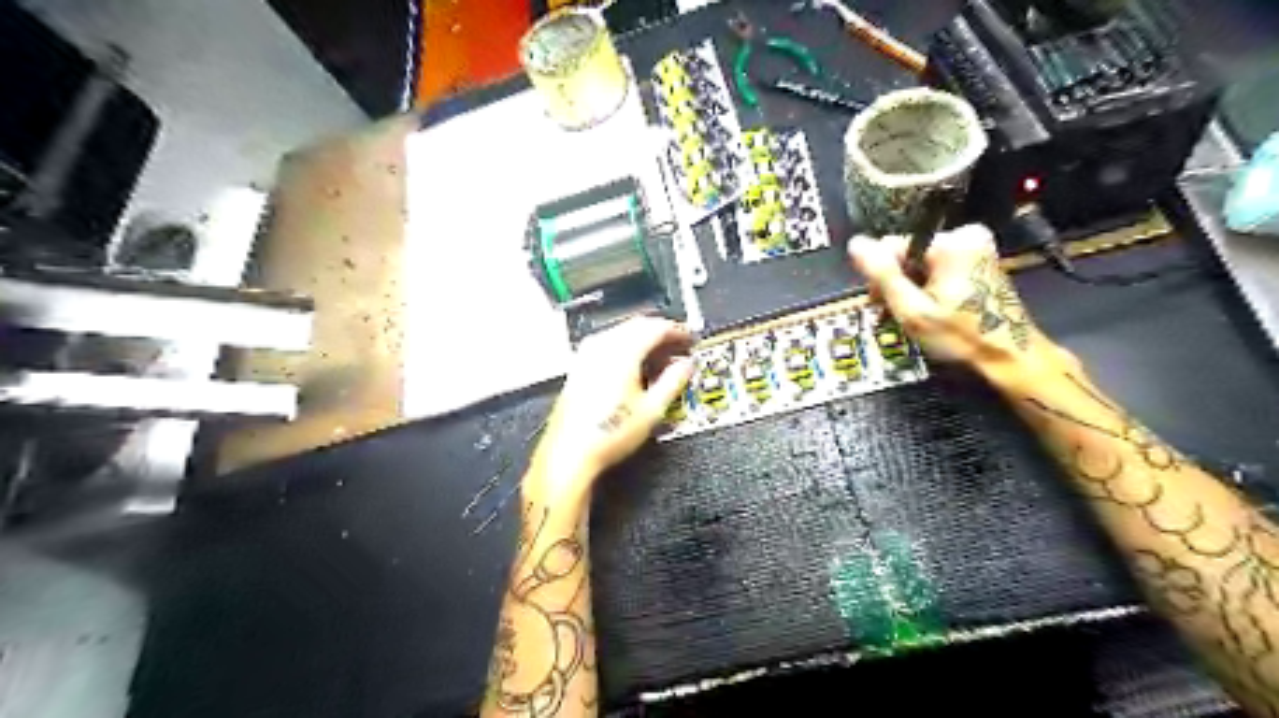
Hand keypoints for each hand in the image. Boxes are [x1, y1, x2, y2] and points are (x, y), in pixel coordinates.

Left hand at [528, 318, 694, 502]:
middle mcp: (601, 348)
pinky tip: (634, 368)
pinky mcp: (579, 367)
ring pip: (621, 333)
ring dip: (643, 340)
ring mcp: (586, 356)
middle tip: (677, 347)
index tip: (688, 338)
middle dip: (660, 333)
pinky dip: (626, 349)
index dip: (677, 330)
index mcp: (622, 352)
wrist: (571, 452)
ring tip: (659, 359)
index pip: (655, 327)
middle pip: (637, 326)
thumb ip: (673, 382)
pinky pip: (607, 345)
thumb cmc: (606, 434)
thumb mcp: (652, 410)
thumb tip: (685, 367)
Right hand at [846, 227, 1076, 389]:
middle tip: (896, 314)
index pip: (892, 246)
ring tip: (914, 316)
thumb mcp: (912, 309)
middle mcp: (966, 235)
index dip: (880, 277)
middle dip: (896, 283)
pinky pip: (938, 267)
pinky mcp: (980, 260)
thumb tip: (855, 243)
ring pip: (920, 262)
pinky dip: (928, 287)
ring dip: (910, 287)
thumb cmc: (960, 336)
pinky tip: (929, 309)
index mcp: (951, 242)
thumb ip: (882, 274)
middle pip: (907, 253)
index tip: (881, 305)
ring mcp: (976, 247)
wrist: (1010, 356)